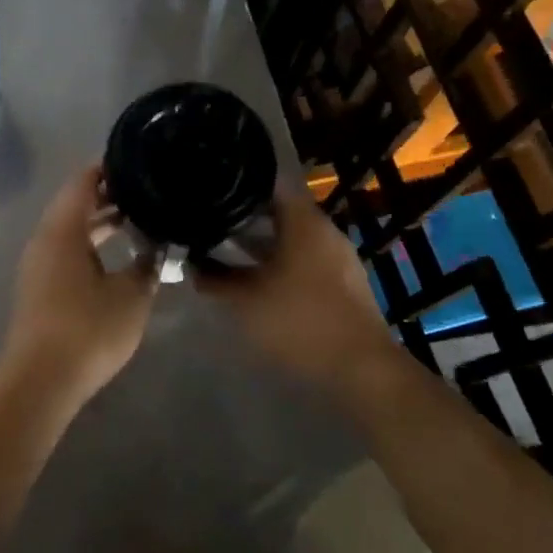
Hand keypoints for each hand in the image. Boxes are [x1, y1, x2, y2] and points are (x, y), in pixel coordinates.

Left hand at [0, 163, 157, 405]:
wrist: (41, 380)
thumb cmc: (88, 330)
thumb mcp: (131, 295)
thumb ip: (148, 264)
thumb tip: (159, 246)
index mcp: (62, 230)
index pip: (83, 182)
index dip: (109, 169)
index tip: (139, 163)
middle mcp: (44, 240)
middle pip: (75, 204)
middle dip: (109, 196)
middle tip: (147, 191)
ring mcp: (38, 265)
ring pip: (70, 230)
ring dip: (100, 223)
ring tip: (138, 219)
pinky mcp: (39, 287)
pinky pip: (65, 251)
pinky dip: (90, 244)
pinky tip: (116, 256)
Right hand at [196, 182, 395, 390]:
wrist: (361, 370)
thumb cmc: (300, 322)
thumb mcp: (244, 302)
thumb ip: (214, 279)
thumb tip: (191, 264)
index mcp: (304, 222)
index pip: (269, 183)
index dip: (239, 183)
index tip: (212, 187)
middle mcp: (325, 231)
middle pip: (280, 210)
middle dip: (246, 216)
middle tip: (212, 221)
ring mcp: (339, 258)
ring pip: (293, 237)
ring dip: (263, 242)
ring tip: (227, 250)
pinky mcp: (344, 283)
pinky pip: (306, 260)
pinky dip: (281, 262)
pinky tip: (258, 278)